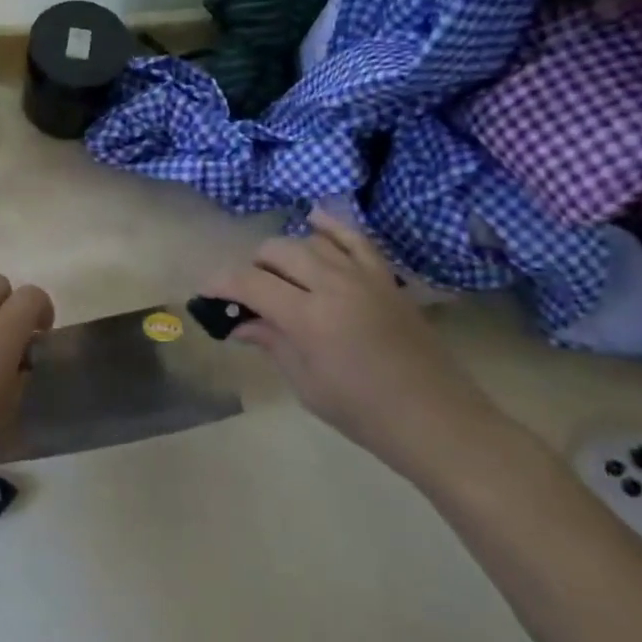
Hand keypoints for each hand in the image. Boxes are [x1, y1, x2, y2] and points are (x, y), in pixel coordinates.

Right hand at [206, 211, 499, 477]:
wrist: (436, 420)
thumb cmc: (363, 413)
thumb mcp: (306, 383)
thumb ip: (271, 342)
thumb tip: (239, 323)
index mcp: (309, 317)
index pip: (249, 283)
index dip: (221, 283)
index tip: (205, 292)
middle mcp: (333, 285)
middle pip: (277, 252)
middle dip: (252, 268)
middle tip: (247, 296)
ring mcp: (363, 276)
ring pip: (310, 241)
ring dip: (285, 254)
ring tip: (280, 277)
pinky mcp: (386, 278)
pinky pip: (355, 238)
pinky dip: (331, 226)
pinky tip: (313, 221)